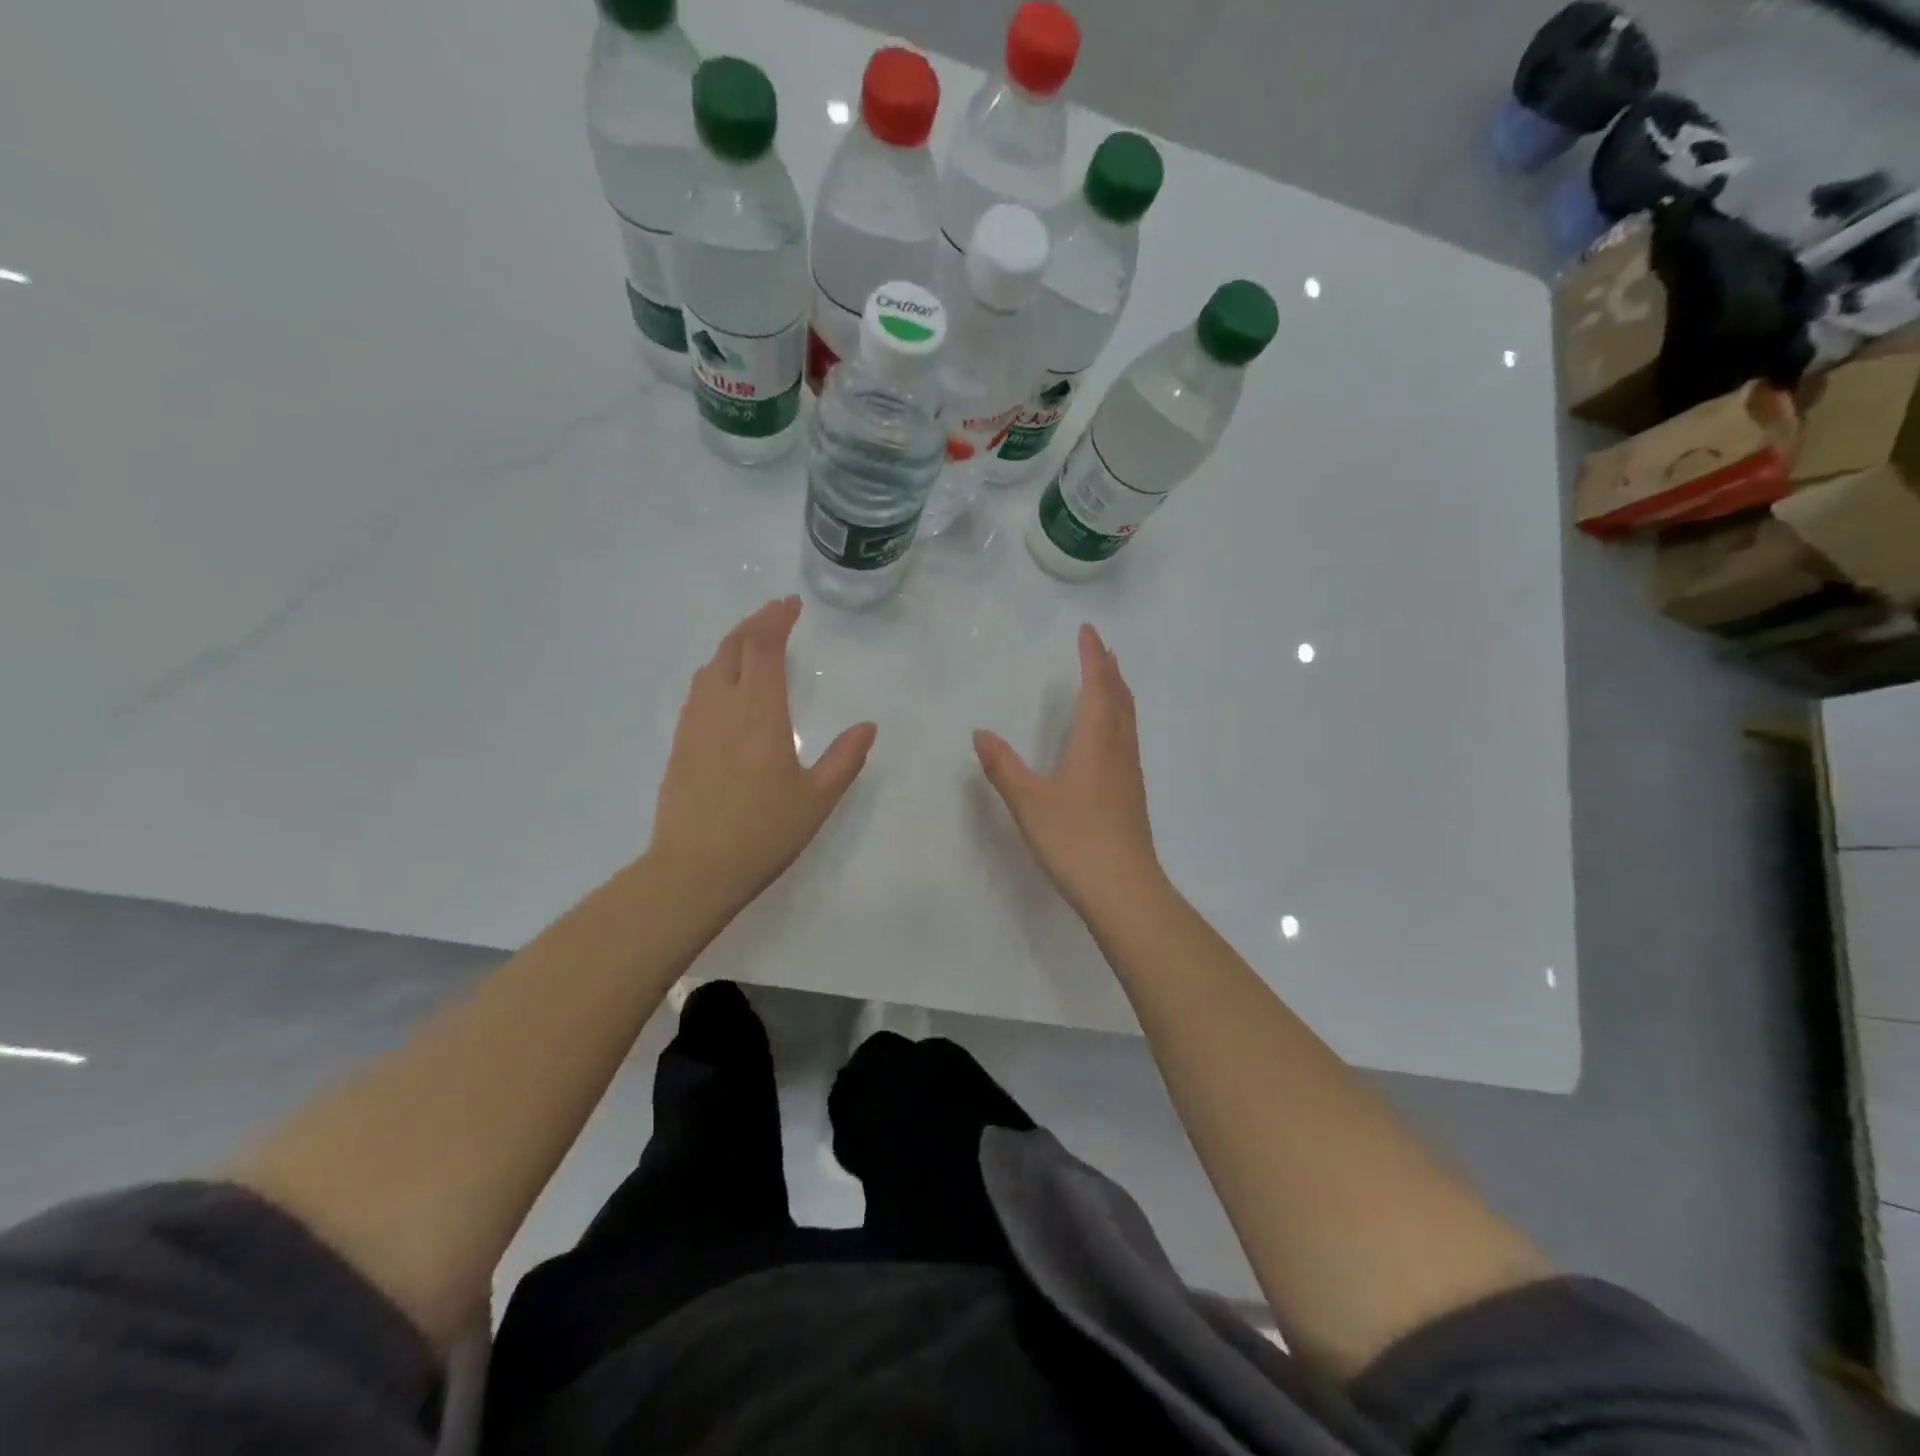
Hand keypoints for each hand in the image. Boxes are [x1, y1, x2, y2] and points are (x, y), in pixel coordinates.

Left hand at [649, 597, 876, 917]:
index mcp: (759, 713)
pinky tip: (726, 688)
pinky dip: (717, 672)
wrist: (694, 869)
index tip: (790, 605)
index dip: (776, 619)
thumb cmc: (763, 832)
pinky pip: (698, 691)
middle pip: (732, 647)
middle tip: (775, 615)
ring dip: (732, 646)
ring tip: (752, 644)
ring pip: (710, 667)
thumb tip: (868, 726)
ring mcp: (695, 724)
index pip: (763, 647)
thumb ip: (845, 758)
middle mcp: (722, 707)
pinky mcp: (680, 744)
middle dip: (754, 624)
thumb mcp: (817, 798)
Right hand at [973, 624, 1163, 916]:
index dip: (1093, 657)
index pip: (1098, 687)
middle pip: (1119, 698)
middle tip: (1100, 648)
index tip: (1089, 631)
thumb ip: (1003, 767)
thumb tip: (980, 733)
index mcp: (1096, 742)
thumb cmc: (1074, 839)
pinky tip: (1109, 734)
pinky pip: (1127, 738)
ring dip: (1117, 692)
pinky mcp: (1131, 793)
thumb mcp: (1028, 803)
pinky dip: (1118, 718)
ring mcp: (1129, 772)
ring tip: (1107, 680)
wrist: (1122, 888)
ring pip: (1128, 719)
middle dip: (1109, 669)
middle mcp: (1118, 750)